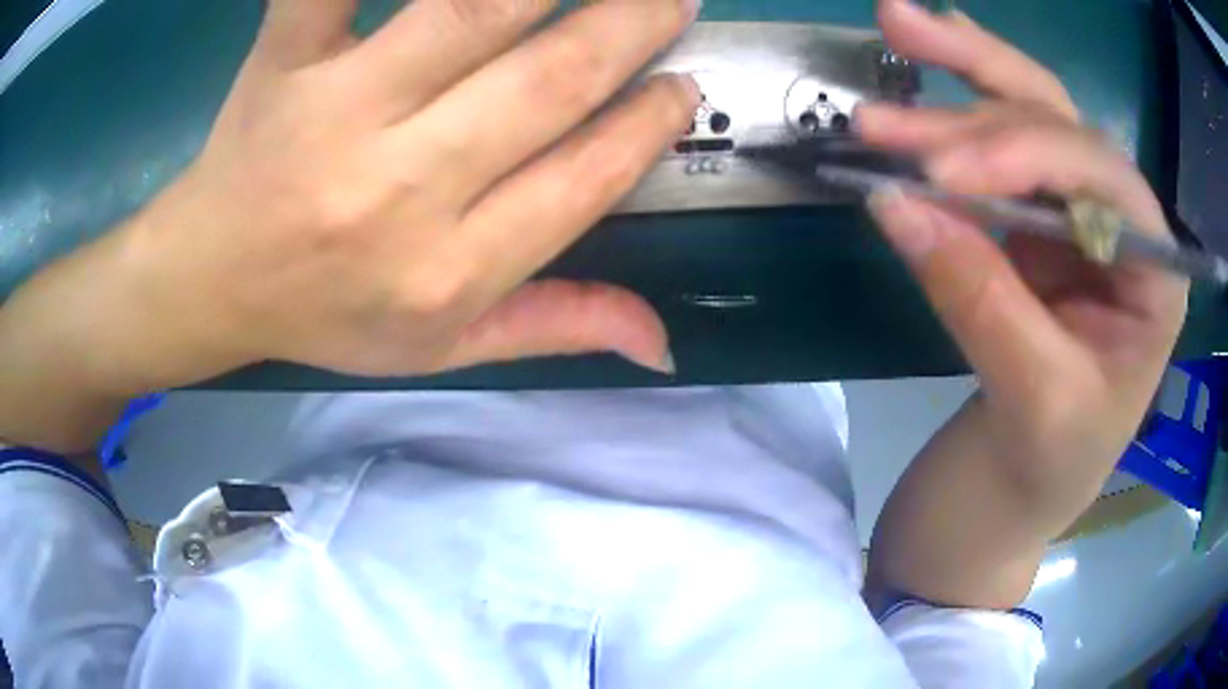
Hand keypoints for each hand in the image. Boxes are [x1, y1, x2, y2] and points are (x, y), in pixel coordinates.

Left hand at [121, 0, 698, 383]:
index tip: (682, 86)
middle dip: (632, 27)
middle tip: (674, 0)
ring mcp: (334, 111)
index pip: (585, 179)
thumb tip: (662, 342)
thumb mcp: (441, 351)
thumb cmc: (325, 316)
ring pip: (474, 11)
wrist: (213, 282)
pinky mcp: (283, 62)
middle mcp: (399, 190)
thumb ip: (553, 327)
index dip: (650, 123)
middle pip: (549, 81)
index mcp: (446, 272)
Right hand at [862, 0, 1186, 607]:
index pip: (1103, 178)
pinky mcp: (1032, 223)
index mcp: (1153, 275)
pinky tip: (925, 74)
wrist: (1021, 492)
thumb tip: (894, 203)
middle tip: (897, 29)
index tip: (944, 173)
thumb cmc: (1049, 467)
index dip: (1027, 154)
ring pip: (1025, 118)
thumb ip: (979, 299)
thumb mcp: (1032, 402)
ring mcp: (1076, 216)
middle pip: (1061, 121)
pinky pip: (997, 152)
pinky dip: (955, 111)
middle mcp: (1122, 226)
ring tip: (891, 38)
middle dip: (981, 77)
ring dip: (955, 82)